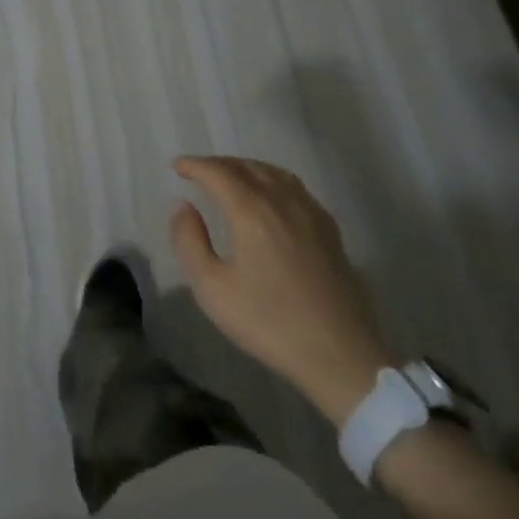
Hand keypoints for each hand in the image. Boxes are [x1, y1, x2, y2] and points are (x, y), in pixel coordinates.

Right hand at [170, 156, 395, 423]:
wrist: (341, 354)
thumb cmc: (270, 322)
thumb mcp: (213, 289)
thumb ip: (190, 242)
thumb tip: (183, 207)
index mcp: (251, 211)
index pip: (218, 173)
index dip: (195, 165)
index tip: (177, 166)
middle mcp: (282, 201)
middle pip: (246, 167)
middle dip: (218, 164)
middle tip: (198, 172)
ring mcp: (310, 213)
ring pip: (273, 173)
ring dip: (246, 168)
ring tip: (231, 178)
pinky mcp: (330, 229)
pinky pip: (295, 187)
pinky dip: (272, 180)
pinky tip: (270, 198)